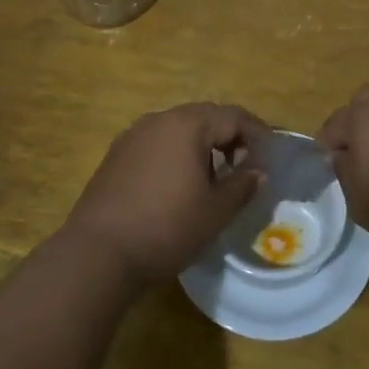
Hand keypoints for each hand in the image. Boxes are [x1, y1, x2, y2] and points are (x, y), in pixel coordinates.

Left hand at [64, 103, 268, 283]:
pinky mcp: (115, 156)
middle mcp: (159, 119)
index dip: (257, 133)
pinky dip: (176, 154)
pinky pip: (156, 143)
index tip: (270, 155)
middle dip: (229, 136)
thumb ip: (242, 185)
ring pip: (178, 129)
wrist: (99, 253)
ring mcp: (133, 136)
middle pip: (204, 117)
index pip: (233, 116)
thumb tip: (258, 172)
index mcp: (187, 124)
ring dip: (201, 145)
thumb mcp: (215, 210)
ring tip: (213, 177)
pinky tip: (178, 184)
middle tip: (245, 164)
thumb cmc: (167, 227)